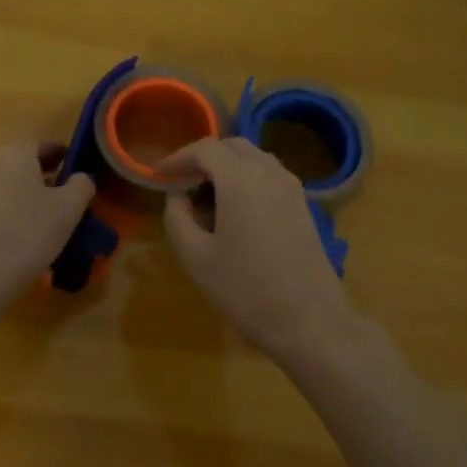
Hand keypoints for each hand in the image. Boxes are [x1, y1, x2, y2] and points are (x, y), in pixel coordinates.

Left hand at [0, 140, 94, 308]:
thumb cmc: (29, 234)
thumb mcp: (69, 209)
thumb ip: (82, 185)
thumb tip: (81, 177)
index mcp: (16, 153)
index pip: (41, 143)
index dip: (60, 153)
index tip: (74, 167)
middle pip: (21, 162)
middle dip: (43, 173)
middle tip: (63, 193)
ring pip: (7, 183)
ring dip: (26, 193)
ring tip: (45, 216)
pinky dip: (9, 210)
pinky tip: (22, 233)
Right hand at [158, 137, 358, 361]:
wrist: (308, 320)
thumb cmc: (244, 289)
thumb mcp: (195, 257)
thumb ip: (177, 217)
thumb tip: (178, 196)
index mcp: (240, 178)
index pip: (204, 149)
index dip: (177, 158)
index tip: (158, 175)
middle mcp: (270, 172)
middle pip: (232, 146)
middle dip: (203, 158)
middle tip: (181, 183)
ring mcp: (292, 187)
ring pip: (254, 159)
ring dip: (227, 168)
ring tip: (205, 199)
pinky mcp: (303, 205)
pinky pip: (269, 176)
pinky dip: (247, 180)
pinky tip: (234, 212)